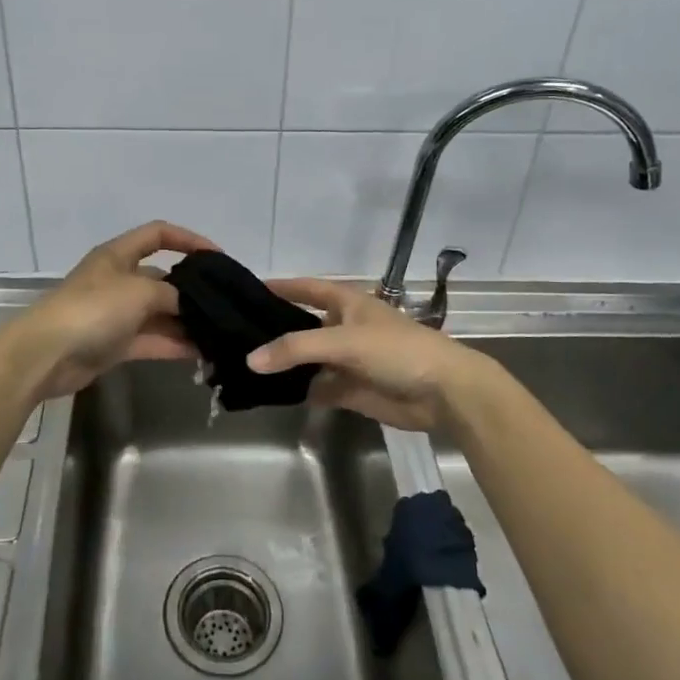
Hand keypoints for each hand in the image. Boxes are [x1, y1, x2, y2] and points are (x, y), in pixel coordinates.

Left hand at [19, 221, 218, 400]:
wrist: (46, 354)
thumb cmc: (93, 309)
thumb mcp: (139, 291)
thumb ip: (171, 294)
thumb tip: (189, 305)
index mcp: (118, 255)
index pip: (158, 234)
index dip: (188, 239)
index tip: (217, 256)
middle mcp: (118, 280)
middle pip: (161, 278)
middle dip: (191, 289)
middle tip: (224, 302)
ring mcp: (116, 313)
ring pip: (159, 313)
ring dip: (185, 321)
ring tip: (218, 331)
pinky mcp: (114, 344)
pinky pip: (151, 339)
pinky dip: (173, 344)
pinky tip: (201, 352)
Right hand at [248, 278, 492, 432]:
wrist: (444, 392)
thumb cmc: (397, 350)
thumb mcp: (344, 341)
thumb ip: (296, 349)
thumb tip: (251, 359)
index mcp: (346, 303)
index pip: (306, 288)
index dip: (281, 286)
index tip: (247, 288)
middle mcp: (343, 327)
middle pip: (302, 325)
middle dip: (275, 330)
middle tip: (235, 334)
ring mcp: (346, 360)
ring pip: (307, 359)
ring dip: (284, 364)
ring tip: (243, 365)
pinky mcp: (351, 389)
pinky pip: (317, 387)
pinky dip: (299, 390)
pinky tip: (271, 393)